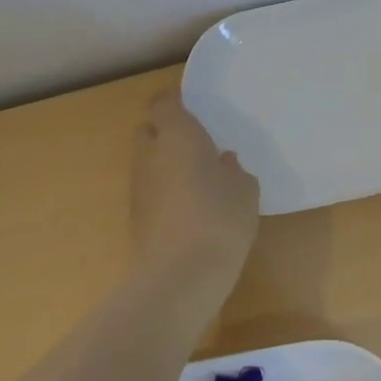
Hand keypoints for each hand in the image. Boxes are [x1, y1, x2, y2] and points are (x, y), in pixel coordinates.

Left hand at [130, 91, 259, 296]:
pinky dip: (164, 191)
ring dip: (165, 163)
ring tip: (197, 178)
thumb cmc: (219, 219)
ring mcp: (138, 188)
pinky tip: (189, 208)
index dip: (175, 102)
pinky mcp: (135, 218)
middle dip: (166, 131)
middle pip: (148, 130)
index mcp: (177, 135)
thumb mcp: (245, 190)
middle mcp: (150, 154)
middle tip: (197, 143)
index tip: (195, 109)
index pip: (163, 103)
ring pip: (147, 161)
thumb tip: (222, 162)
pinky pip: (149, 190)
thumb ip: (234, 170)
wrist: (179, 279)